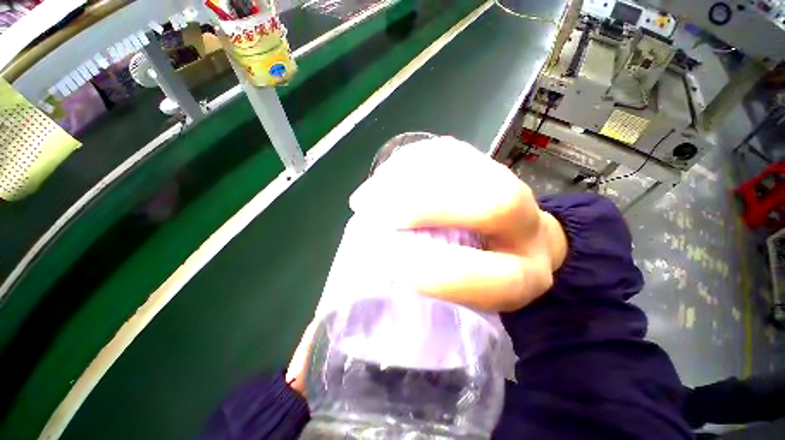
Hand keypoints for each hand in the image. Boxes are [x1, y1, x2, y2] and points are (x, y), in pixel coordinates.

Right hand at [285, 136, 567, 394]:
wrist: (514, 242)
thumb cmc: (476, 283)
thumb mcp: (450, 309)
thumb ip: (398, 320)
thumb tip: (313, 359)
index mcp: (520, 279)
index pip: (493, 281)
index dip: (438, 274)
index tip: (382, 265)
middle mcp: (526, 230)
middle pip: (494, 204)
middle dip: (430, 205)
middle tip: (373, 210)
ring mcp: (512, 188)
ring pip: (473, 171)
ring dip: (414, 179)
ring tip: (372, 194)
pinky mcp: (490, 165)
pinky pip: (456, 155)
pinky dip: (417, 161)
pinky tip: (392, 174)